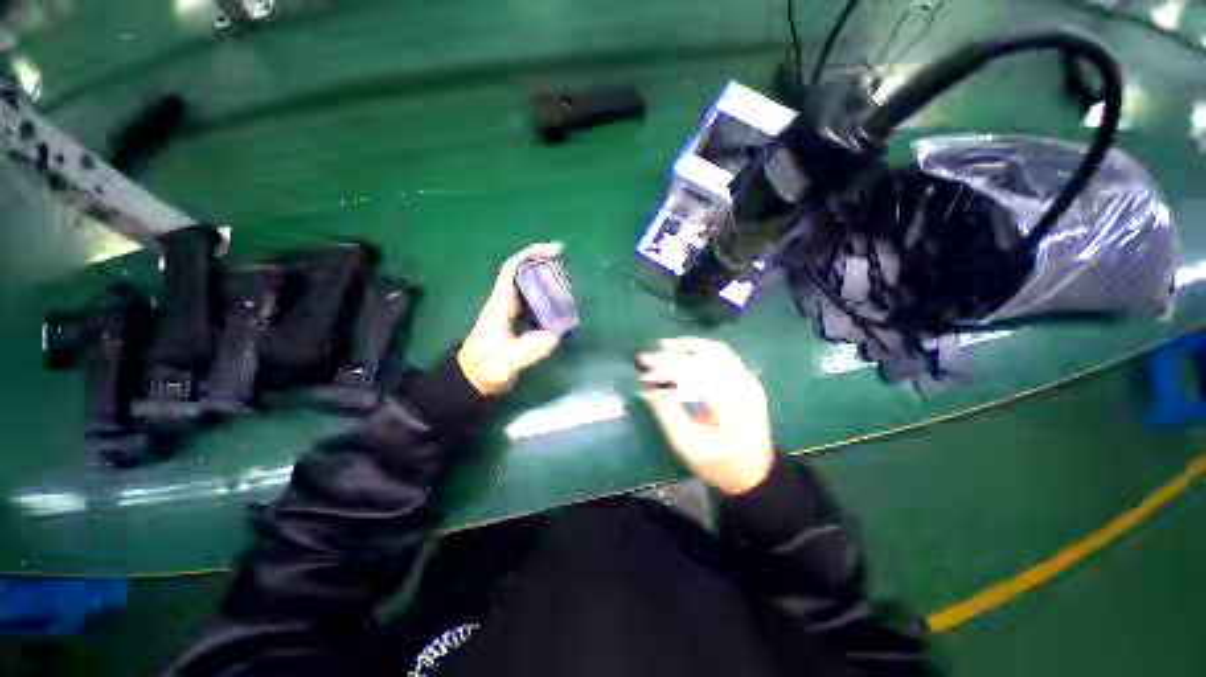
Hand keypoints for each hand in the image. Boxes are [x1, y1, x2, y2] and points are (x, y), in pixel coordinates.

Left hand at [457, 243, 563, 395]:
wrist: (473, 380)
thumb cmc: (485, 368)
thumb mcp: (506, 362)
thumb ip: (527, 350)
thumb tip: (554, 336)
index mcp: (500, 304)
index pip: (512, 270)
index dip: (531, 255)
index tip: (553, 250)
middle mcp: (505, 303)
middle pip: (522, 273)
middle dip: (543, 264)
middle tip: (567, 266)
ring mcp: (510, 312)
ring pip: (528, 286)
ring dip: (545, 279)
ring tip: (567, 282)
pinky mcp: (515, 322)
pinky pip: (533, 302)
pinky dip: (547, 297)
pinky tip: (560, 305)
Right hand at [637, 338, 773, 495]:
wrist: (753, 470)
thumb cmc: (718, 463)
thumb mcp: (688, 446)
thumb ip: (668, 416)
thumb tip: (649, 389)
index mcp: (733, 407)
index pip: (697, 375)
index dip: (668, 370)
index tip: (644, 375)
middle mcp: (744, 387)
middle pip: (706, 359)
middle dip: (672, 357)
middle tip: (645, 359)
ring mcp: (748, 380)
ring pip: (716, 350)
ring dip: (686, 346)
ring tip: (661, 346)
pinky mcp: (746, 377)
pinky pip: (722, 353)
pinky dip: (699, 348)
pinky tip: (681, 349)